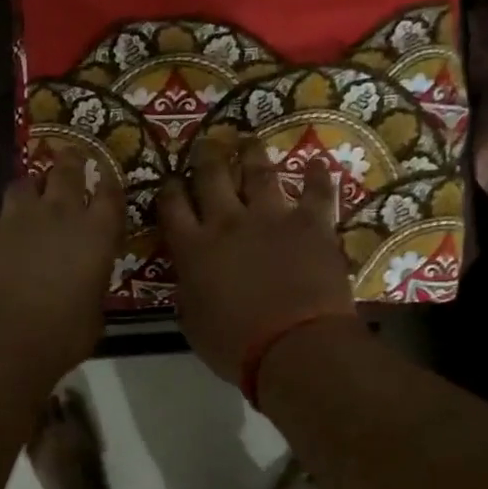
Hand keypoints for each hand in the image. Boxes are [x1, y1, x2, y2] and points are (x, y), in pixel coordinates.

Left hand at [0, 156, 124, 382]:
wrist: (1, 341)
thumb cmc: (61, 337)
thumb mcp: (93, 316)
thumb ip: (91, 289)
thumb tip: (85, 285)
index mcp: (95, 235)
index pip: (110, 196)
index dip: (110, 181)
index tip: (108, 173)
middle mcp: (57, 215)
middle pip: (65, 173)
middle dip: (70, 162)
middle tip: (70, 154)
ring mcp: (13, 220)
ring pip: (21, 184)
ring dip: (27, 185)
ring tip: (27, 186)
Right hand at [159, 136, 355, 384]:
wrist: (293, 346)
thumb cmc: (235, 345)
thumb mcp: (193, 322)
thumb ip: (188, 289)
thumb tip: (189, 275)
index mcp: (194, 248)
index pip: (172, 206)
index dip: (170, 188)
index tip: (171, 180)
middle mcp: (228, 222)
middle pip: (211, 176)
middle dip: (206, 156)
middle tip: (206, 144)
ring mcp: (272, 218)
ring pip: (259, 173)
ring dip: (251, 155)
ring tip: (249, 142)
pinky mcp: (311, 224)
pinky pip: (316, 192)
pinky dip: (317, 176)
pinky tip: (317, 163)